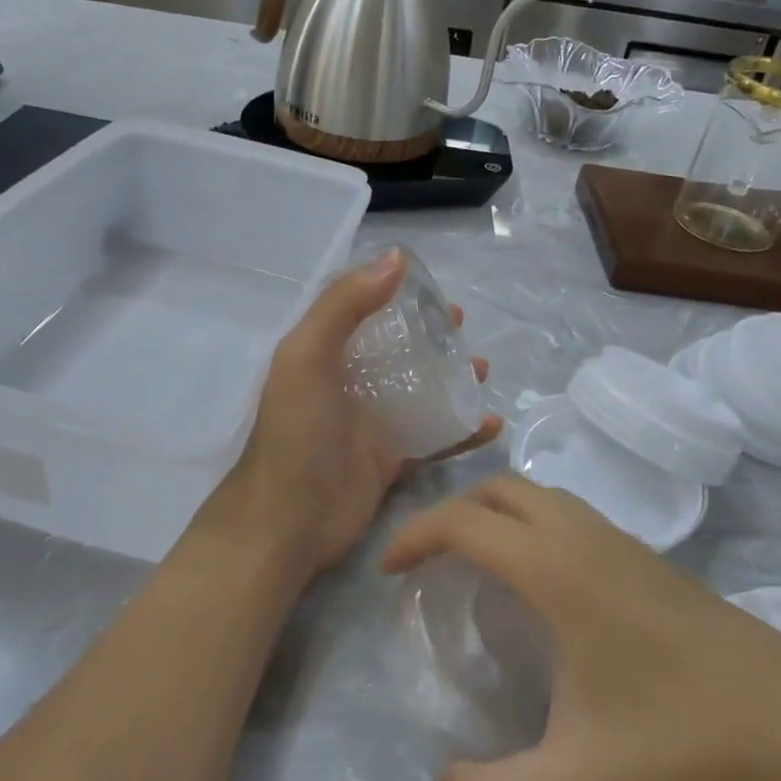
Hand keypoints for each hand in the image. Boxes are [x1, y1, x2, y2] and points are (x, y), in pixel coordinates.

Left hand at [222, 250, 502, 578]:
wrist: (288, 521)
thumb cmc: (297, 432)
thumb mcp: (307, 356)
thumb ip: (344, 305)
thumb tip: (396, 258)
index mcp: (324, 353)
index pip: (362, 310)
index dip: (394, 294)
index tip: (430, 287)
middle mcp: (349, 382)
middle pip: (397, 349)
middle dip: (430, 334)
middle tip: (461, 325)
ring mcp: (372, 422)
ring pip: (421, 390)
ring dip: (452, 377)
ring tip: (483, 367)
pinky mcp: (392, 459)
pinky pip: (435, 438)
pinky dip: (464, 430)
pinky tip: (491, 422)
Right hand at [382, 477, 780, 780]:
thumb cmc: (686, 749)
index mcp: (557, 568)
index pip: (463, 521)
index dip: (414, 537)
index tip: (389, 573)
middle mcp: (587, 538)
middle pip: (501, 489)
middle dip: (453, 512)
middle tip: (431, 564)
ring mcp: (628, 545)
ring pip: (543, 497)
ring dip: (498, 514)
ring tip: (481, 569)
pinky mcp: (657, 564)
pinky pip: (575, 518)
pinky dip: (537, 527)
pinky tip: (550, 592)